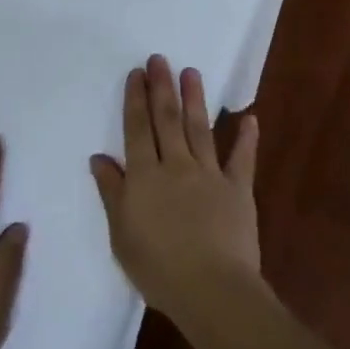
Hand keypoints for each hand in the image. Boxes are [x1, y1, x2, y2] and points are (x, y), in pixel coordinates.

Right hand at [90, 56, 260, 325]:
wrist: (211, 289)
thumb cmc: (158, 267)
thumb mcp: (121, 234)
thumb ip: (112, 192)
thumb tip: (99, 157)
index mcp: (144, 176)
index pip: (137, 130)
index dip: (136, 100)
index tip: (136, 74)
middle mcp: (176, 166)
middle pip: (167, 120)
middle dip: (162, 87)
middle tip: (160, 59)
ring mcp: (210, 175)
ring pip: (199, 129)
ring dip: (194, 100)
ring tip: (191, 73)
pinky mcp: (238, 190)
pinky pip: (242, 159)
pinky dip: (246, 138)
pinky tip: (250, 118)